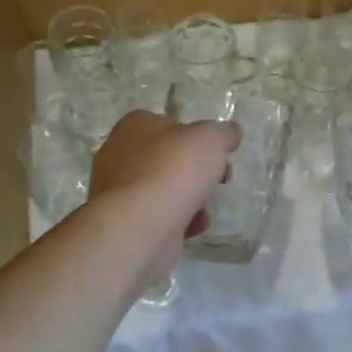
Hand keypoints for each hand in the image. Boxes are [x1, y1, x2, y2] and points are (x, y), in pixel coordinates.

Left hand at [89, 110, 238, 259]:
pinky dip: (179, 221)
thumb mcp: (211, 138)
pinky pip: (159, 216)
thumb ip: (224, 132)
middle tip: (220, 180)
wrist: (141, 226)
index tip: (220, 153)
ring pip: (165, 189)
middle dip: (198, 171)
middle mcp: (120, 154)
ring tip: (206, 208)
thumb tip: (231, 132)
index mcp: (136, 125)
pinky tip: (194, 227)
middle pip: (169, 159)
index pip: (170, 124)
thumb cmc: (173, 170)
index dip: (198, 138)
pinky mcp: (125, 222)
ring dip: (191, 198)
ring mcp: (119, 191)